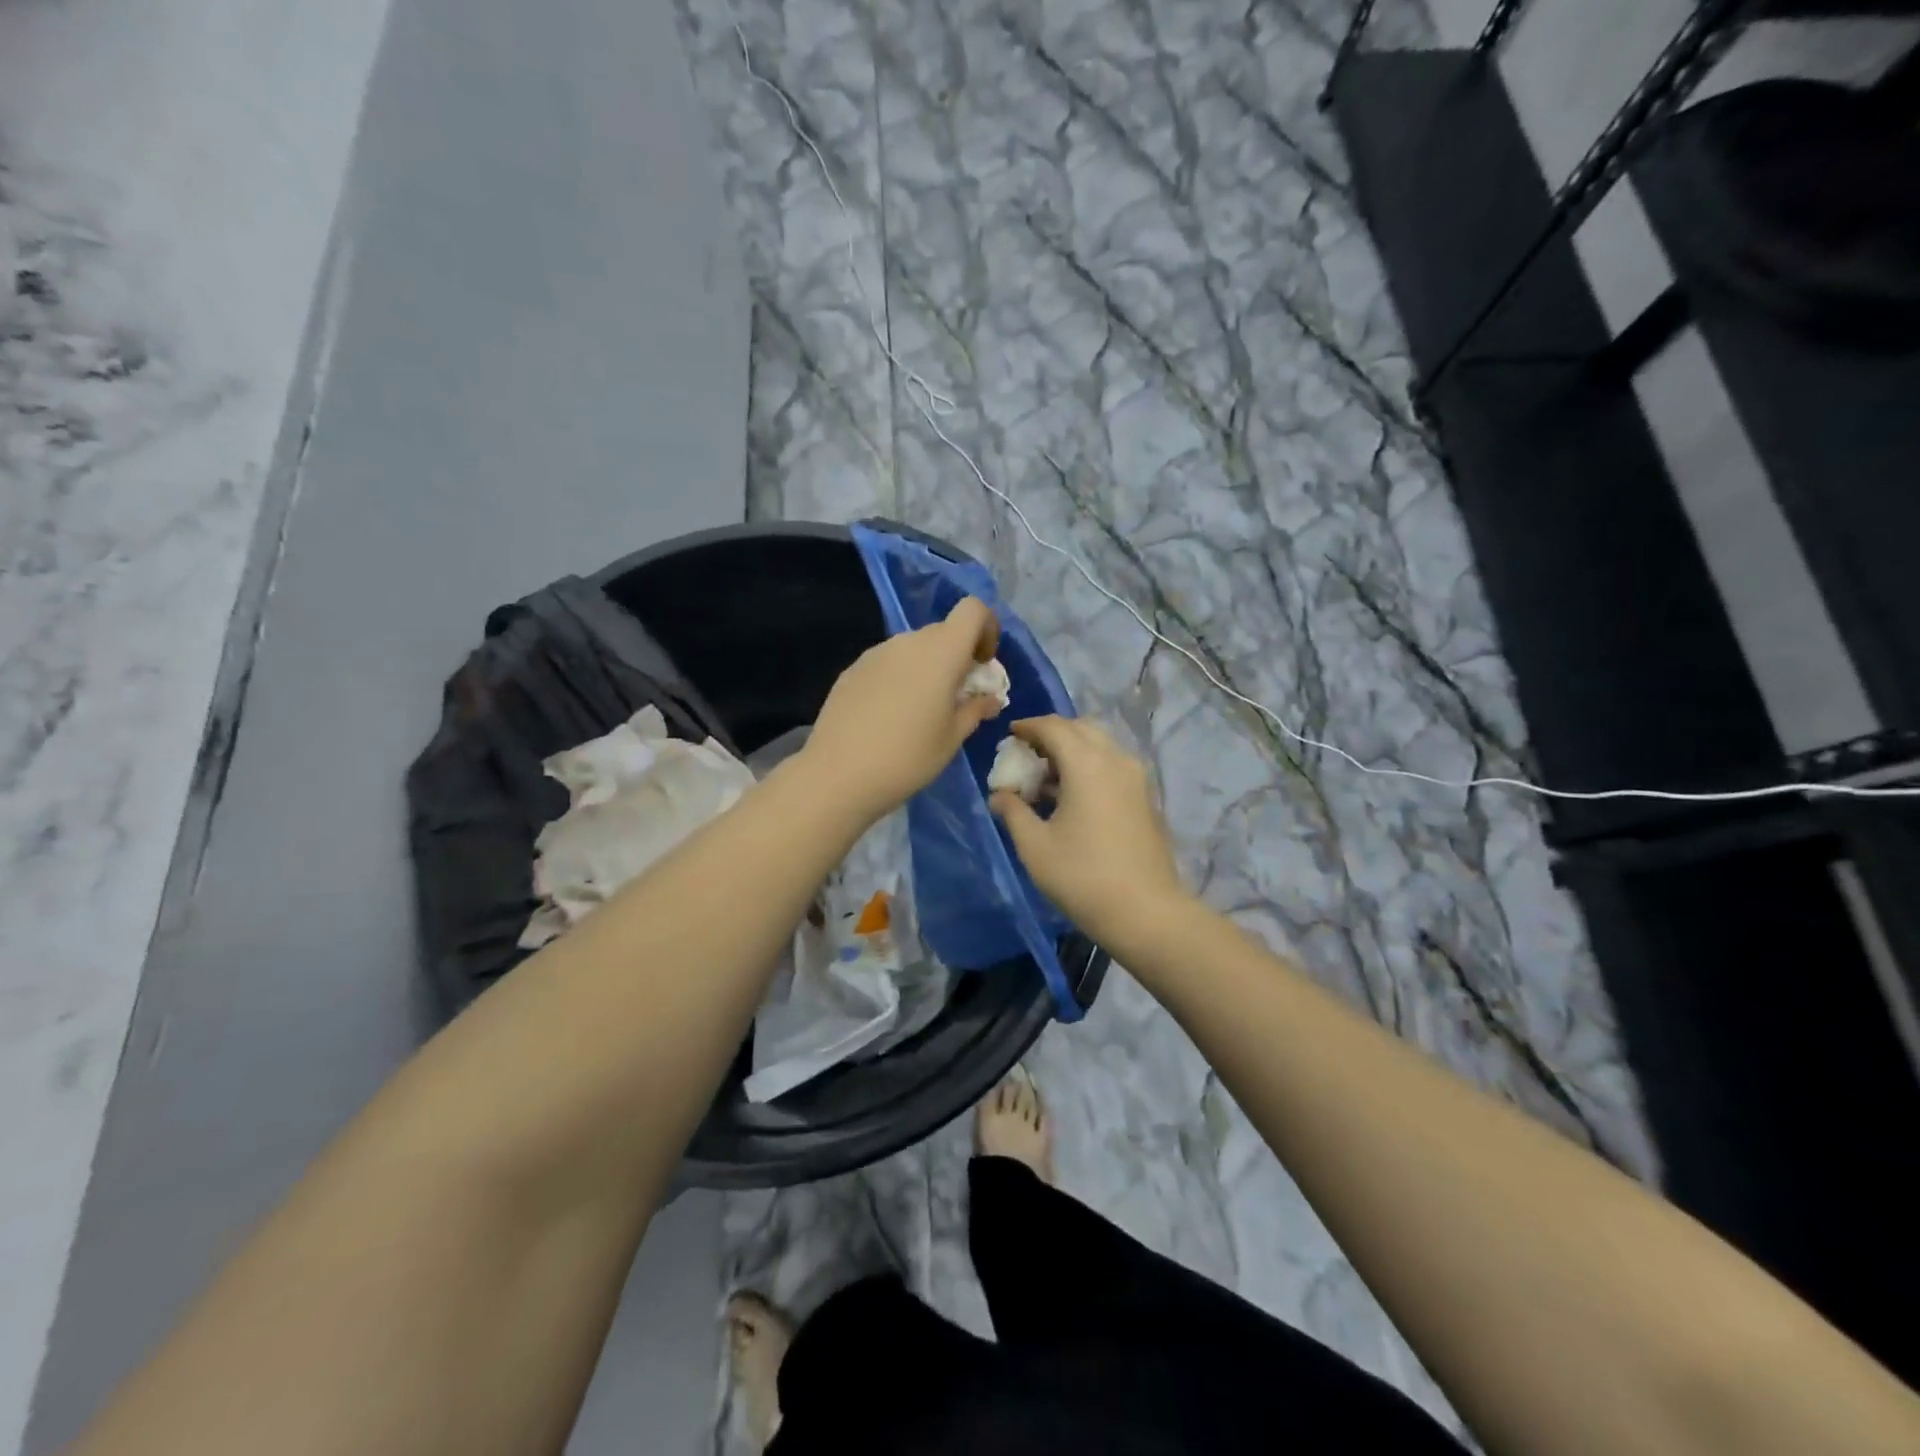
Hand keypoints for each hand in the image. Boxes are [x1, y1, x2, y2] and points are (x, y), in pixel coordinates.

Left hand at [801, 596, 1004, 822]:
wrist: (839, 774)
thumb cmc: (908, 757)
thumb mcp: (952, 738)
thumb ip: (976, 709)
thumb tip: (991, 698)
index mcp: (941, 652)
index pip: (973, 610)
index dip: (986, 628)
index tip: (983, 664)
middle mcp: (908, 642)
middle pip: (943, 632)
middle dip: (958, 655)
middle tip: (957, 696)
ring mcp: (876, 653)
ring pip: (914, 648)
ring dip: (927, 667)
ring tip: (920, 711)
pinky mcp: (852, 669)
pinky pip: (888, 663)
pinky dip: (900, 677)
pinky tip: (889, 716)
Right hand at [989, 716, 1189, 939]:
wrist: (1145, 912)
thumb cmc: (1082, 877)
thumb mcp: (1035, 846)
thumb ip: (1013, 812)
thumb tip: (999, 794)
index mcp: (1087, 764)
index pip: (1054, 727)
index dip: (1028, 727)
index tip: (1009, 735)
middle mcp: (1115, 759)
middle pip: (1080, 729)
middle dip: (1051, 734)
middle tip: (1026, 754)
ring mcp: (1136, 777)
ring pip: (1099, 745)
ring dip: (1072, 750)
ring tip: (1046, 777)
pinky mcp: (1145, 797)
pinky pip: (1112, 764)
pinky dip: (1089, 765)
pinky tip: (1072, 796)